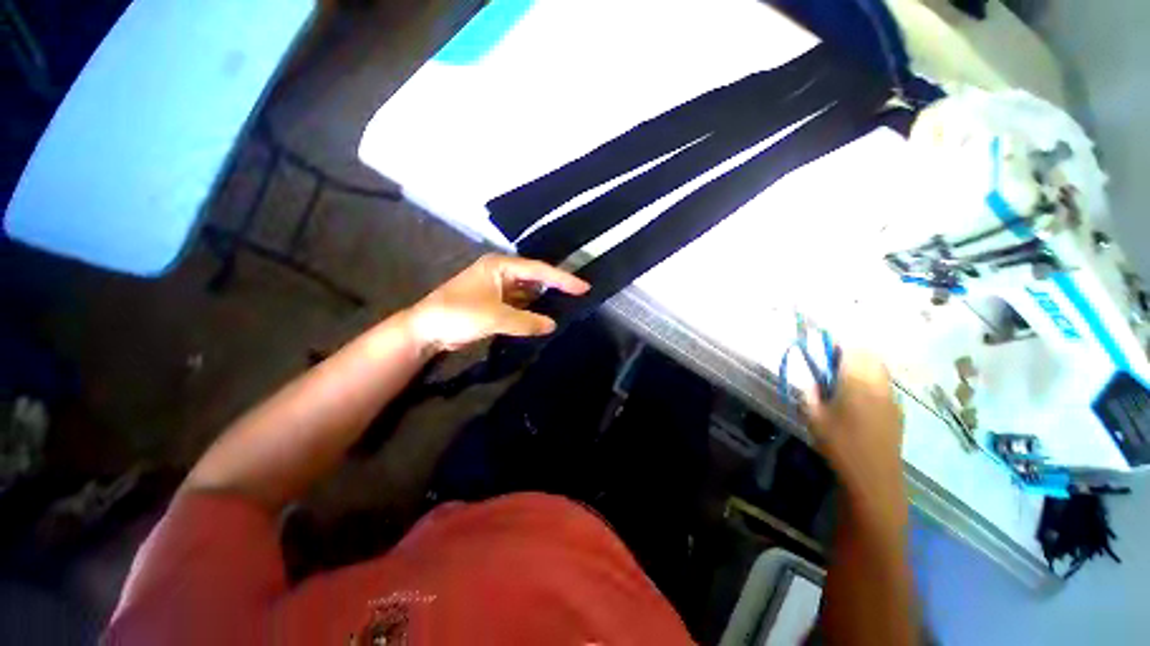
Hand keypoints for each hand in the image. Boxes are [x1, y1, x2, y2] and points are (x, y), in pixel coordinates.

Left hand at [406, 254, 589, 352]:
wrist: (426, 330)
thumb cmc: (457, 314)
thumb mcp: (494, 317)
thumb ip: (526, 321)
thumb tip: (552, 325)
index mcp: (500, 266)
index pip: (538, 270)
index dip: (562, 279)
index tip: (583, 287)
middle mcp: (502, 273)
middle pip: (535, 279)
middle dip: (555, 287)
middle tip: (579, 296)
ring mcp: (498, 289)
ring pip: (528, 293)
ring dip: (544, 301)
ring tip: (567, 307)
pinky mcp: (495, 303)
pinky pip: (521, 305)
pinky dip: (532, 311)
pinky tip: (545, 318)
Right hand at [805, 350, 906, 523]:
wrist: (874, 477)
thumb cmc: (839, 444)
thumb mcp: (813, 417)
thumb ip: (810, 392)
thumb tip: (811, 379)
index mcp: (856, 382)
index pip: (852, 349)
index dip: (837, 345)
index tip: (823, 349)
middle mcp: (879, 384)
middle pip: (870, 355)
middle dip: (851, 353)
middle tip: (832, 364)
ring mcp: (892, 397)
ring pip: (880, 369)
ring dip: (863, 366)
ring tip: (844, 380)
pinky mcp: (897, 410)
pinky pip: (885, 384)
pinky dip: (872, 381)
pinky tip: (859, 399)